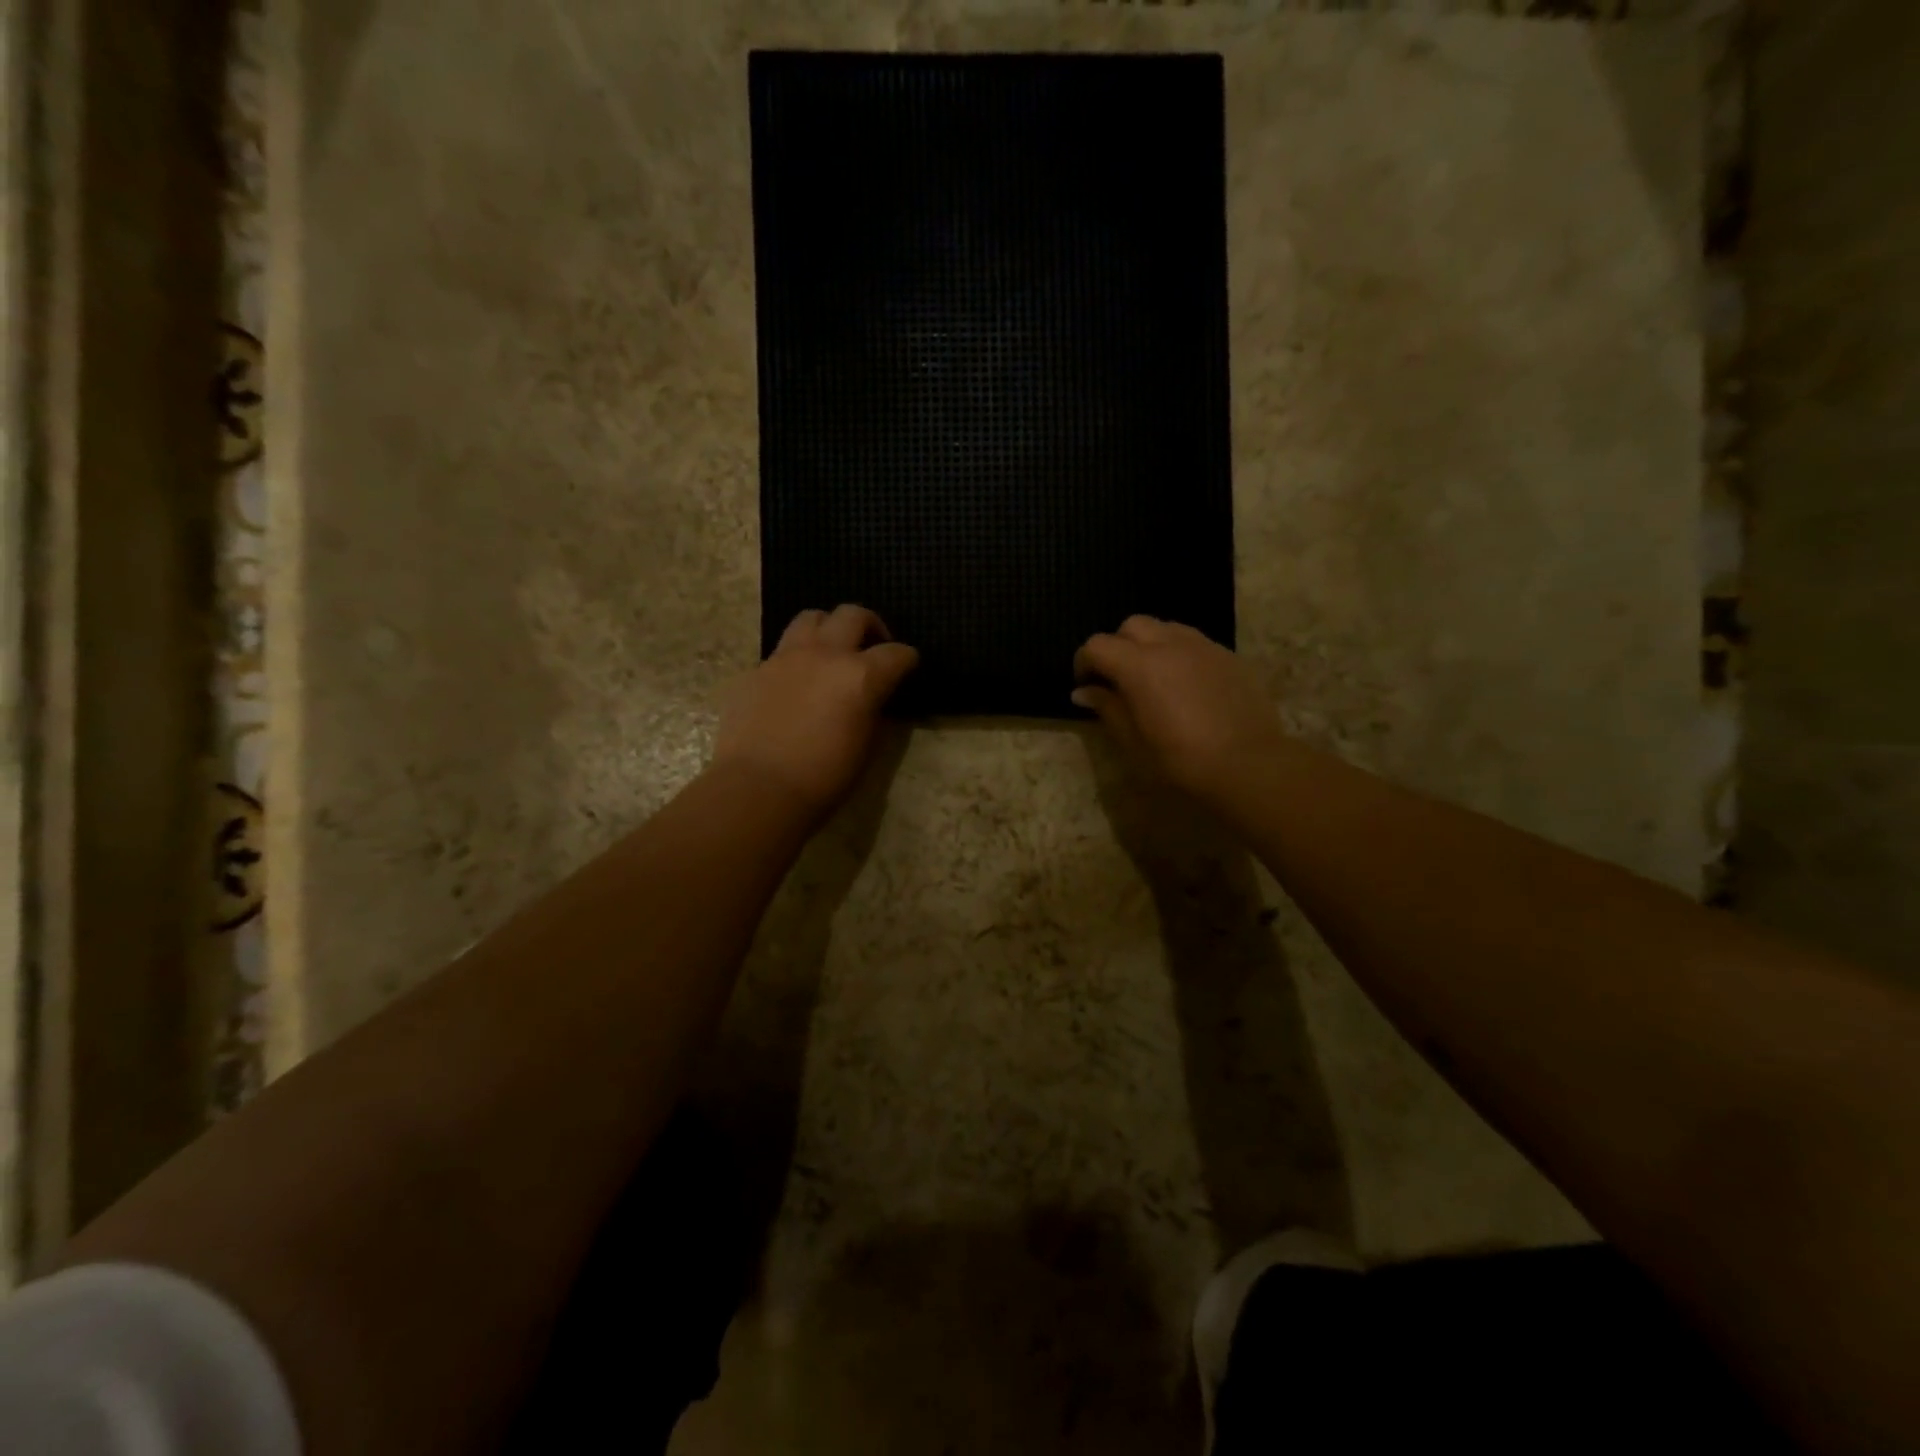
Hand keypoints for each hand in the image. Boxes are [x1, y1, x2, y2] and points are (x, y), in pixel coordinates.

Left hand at [713, 605, 917, 818]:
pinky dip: (798, 656)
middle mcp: (825, 654)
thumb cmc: (823, 778)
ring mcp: (786, 657)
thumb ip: (873, 712)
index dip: (907, 659)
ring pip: (811, 617)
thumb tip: (873, 699)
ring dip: (828, 627)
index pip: (897, 653)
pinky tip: (798, 682)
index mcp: (860, 676)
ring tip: (831, 650)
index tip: (908, 667)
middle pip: (853, 615)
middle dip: (871, 626)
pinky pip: (782, 649)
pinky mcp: (757, 670)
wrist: (757, 788)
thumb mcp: (866, 748)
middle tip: (873, 646)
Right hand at [1073, 616, 1284, 799]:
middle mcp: (1169, 644)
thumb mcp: (1133, 741)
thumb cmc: (1180, 760)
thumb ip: (1107, 708)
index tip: (1086, 684)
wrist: (1248, 764)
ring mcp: (1202, 646)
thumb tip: (1083, 691)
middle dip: (1118, 646)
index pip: (1097, 645)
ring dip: (1150, 644)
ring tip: (1153, 677)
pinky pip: (1194, 642)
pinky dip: (1179, 653)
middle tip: (1118, 678)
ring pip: (1165, 627)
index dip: (1084, 662)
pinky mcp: (1228, 655)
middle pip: (1132, 626)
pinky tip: (1185, 684)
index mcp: (1138, 665)